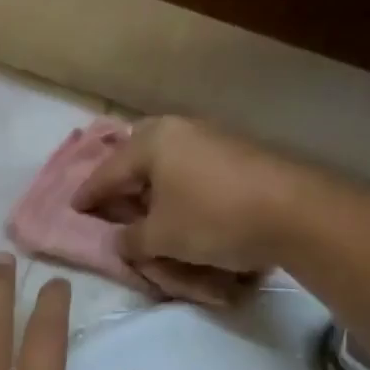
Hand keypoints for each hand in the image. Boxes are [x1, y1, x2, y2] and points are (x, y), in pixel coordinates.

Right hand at [73, 118, 304, 276]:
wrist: (294, 212)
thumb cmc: (213, 218)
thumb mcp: (161, 237)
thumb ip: (131, 239)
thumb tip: (120, 239)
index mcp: (153, 141)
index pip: (108, 171)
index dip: (89, 195)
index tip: (75, 208)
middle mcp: (180, 130)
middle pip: (138, 159)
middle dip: (122, 184)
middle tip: (110, 207)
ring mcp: (212, 138)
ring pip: (168, 163)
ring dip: (153, 188)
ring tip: (145, 211)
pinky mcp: (237, 154)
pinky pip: (193, 170)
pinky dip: (180, 190)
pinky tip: (184, 208)